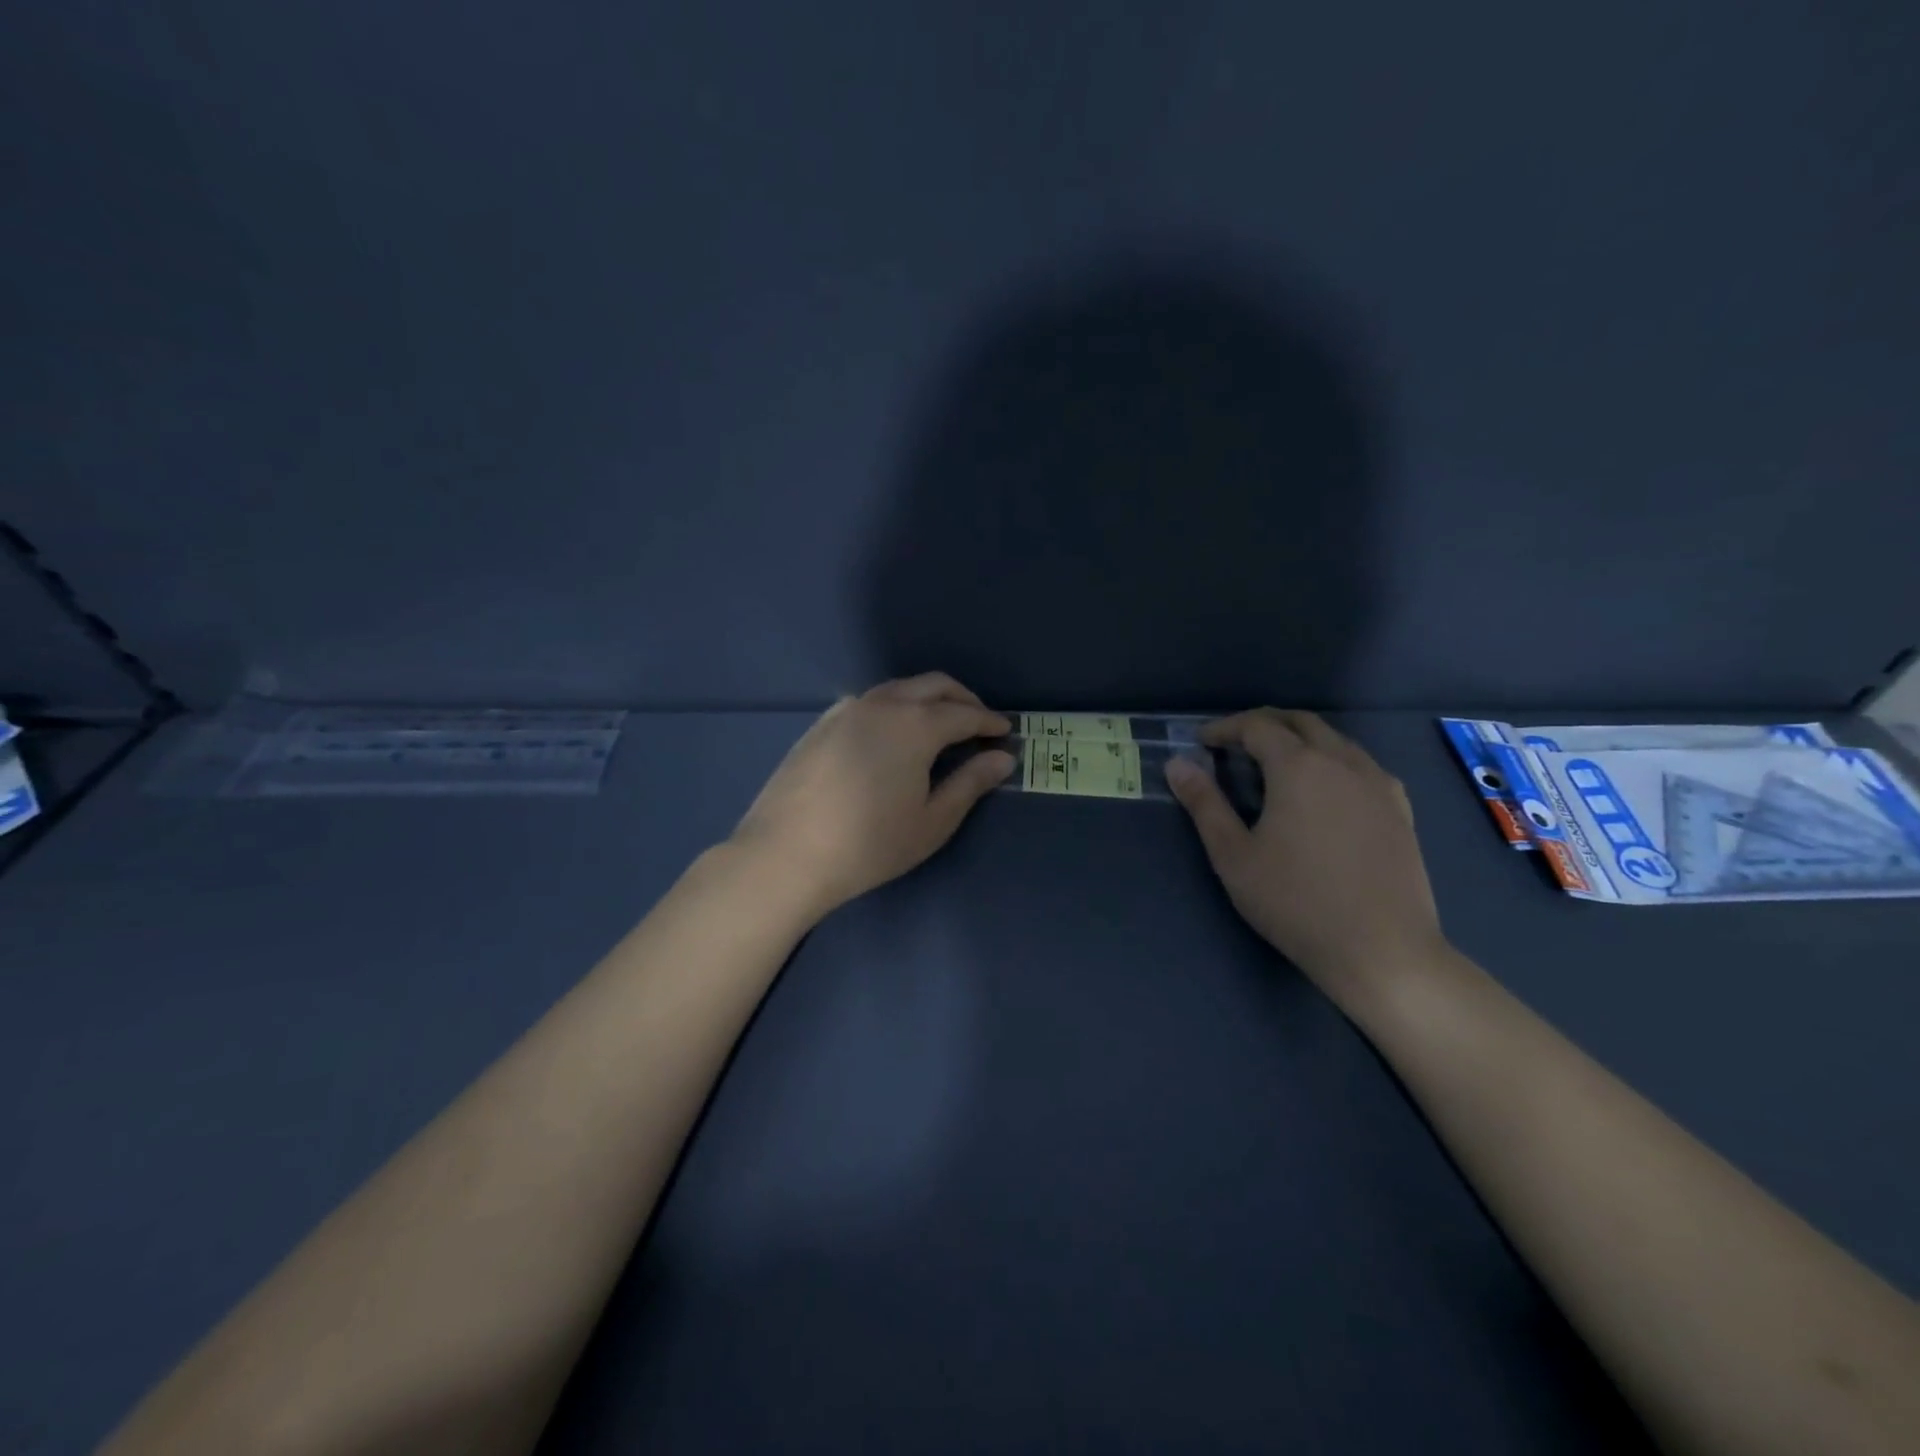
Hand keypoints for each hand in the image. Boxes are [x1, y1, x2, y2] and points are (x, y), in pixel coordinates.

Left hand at [730, 673, 1014, 919]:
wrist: (786, 854)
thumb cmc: (870, 844)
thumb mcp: (932, 821)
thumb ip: (970, 783)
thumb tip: (1002, 758)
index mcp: (915, 724)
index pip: (964, 714)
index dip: (989, 721)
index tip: (1006, 731)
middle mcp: (882, 704)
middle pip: (933, 686)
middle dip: (963, 699)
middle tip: (979, 721)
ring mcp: (847, 710)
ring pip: (898, 689)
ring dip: (927, 699)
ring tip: (940, 725)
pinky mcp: (821, 723)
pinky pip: (869, 701)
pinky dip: (895, 706)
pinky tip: (892, 733)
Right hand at [1164, 709, 1445, 1006]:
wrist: (1381, 950)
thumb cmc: (1295, 901)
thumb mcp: (1233, 855)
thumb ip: (1204, 804)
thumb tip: (1176, 764)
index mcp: (1299, 766)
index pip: (1257, 726)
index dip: (1225, 728)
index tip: (1201, 742)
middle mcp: (1342, 761)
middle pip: (1301, 722)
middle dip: (1263, 724)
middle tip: (1234, 744)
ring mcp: (1378, 784)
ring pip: (1335, 739)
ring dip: (1300, 739)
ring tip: (1274, 766)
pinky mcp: (1400, 809)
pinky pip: (1361, 765)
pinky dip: (1332, 761)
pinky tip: (1324, 791)